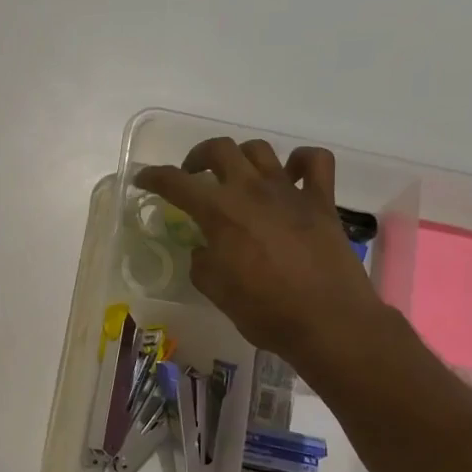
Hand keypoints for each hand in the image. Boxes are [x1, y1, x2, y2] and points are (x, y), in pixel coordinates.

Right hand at [137, 139, 392, 383]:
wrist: (327, 321)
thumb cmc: (264, 311)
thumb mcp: (215, 290)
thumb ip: (202, 262)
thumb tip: (204, 249)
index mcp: (219, 212)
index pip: (176, 182)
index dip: (154, 177)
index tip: (143, 179)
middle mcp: (251, 191)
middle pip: (219, 149)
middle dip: (198, 157)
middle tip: (193, 175)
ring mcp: (289, 192)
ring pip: (260, 149)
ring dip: (241, 157)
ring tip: (237, 176)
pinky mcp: (322, 201)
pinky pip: (315, 162)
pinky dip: (301, 161)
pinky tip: (292, 175)